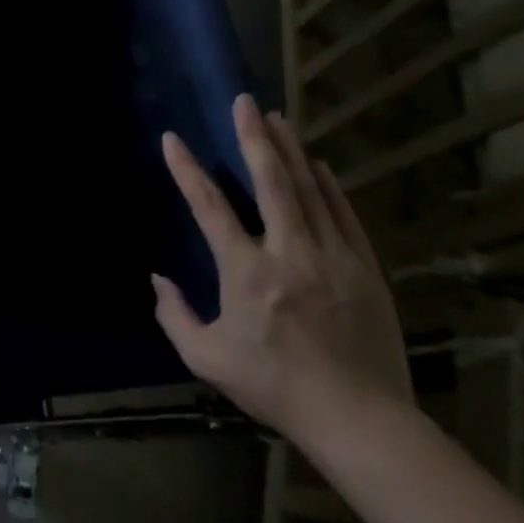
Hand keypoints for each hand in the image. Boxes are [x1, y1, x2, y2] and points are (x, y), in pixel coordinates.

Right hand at [152, 94, 413, 448]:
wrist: (360, 420)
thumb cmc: (274, 387)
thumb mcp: (206, 358)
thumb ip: (174, 315)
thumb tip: (158, 279)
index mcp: (246, 272)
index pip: (209, 207)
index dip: (187, 170)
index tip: (172, 140)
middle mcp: (289, 253)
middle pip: (271, 182)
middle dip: (254, 138)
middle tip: (244, 103)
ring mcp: (333, 257)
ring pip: (309, 191)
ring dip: (290, 151)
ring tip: (278, 118)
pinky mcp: (365, 269)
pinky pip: (343, 215)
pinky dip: (328, 186)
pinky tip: (318, 165)